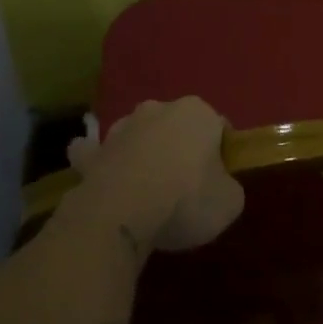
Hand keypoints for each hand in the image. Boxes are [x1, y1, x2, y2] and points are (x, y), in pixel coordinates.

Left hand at [67, 98, 245, 252]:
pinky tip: (100, 173)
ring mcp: (121, 128)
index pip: (219, 127)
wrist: (122, 214)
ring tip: (146, 186)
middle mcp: (158, 109)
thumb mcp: (230, 202)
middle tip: (186, 184)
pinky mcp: (92, 153)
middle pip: (176, 127)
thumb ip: (228, 187)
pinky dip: (98, 159)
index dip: (221, 154)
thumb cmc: (186, 200)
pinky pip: (95, 152)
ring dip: (142, 151)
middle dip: (180, 147)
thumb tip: (219, 187)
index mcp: (198, 113)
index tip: (219, 180)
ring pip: (138, 135)